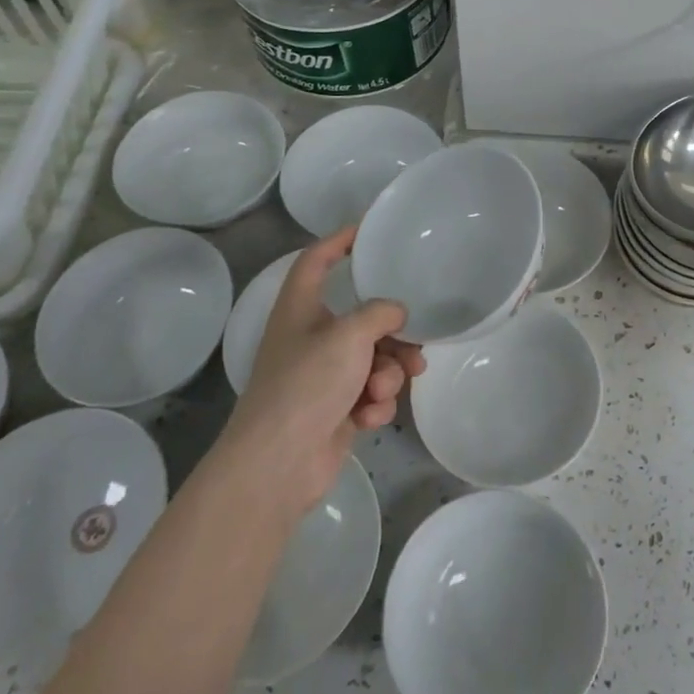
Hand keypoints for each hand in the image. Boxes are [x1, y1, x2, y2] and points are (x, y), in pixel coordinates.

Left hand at [222, 227, 425, 514]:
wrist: (278, 464)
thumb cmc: (307, 384)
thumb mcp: (349, 335)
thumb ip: (380, 313)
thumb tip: (396, 313)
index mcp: (301, 308)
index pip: (317, 260)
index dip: (340, 240)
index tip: (369, 230)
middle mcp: (310, 337)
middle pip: (362, 318)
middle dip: (393, 336)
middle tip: (415, 346)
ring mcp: (322, 376)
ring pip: (373, 359)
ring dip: (387, 375)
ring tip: (385, 390)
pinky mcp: (335, 409)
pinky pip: (369, 393)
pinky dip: (374, 404)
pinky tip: (369, 417)